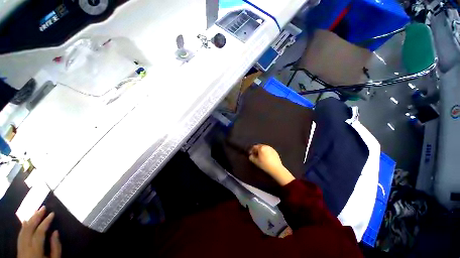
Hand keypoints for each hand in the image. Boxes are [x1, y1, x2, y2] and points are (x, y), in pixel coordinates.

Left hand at [17, 206, 61, 257]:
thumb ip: (55, 247)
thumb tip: (56, 232)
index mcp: (35, 250)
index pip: (39, 232)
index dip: (45, 222)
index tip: (52, 213)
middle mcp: (25, 247)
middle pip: (29, 229)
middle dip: (36, 217)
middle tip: (43, 207)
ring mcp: (20, 247)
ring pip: (23, 230)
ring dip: (30, 219)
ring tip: (35, 210)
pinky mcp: (18, 247)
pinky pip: (20, 235)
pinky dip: (23, 226)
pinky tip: (26, 220)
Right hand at [249, 144, 294, 185]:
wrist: (276, 169)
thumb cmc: (265, 165)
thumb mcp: (256, 162)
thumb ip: (251, 157)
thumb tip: (250, 156)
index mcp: (261, 148)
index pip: (254, 147)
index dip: (251, 150)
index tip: (250, 154)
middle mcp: (266, 146)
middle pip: (259, 146)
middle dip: (256, 150)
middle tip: (254, 154)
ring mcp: (271, 149)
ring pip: (264, 148)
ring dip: (261, 151)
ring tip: (260, 156)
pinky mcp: (275, 151)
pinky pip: (268, 150)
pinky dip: (266, 152)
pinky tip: (266, 157)